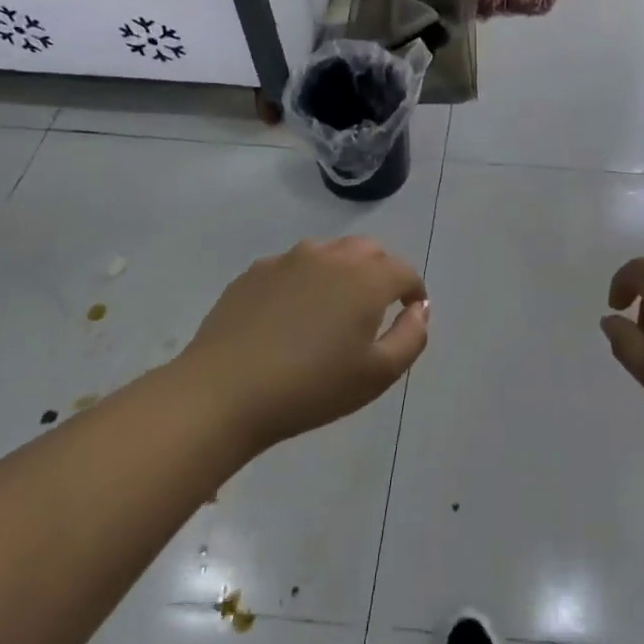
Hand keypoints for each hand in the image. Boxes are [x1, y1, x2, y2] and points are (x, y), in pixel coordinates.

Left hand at [178, 238, 429, 453]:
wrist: (224, 392)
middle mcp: (330, 257)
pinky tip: (291, 315)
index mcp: (366, 279)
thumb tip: (419, 309)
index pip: (403, 271)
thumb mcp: (378, 374)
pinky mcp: (254, 272)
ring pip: (329, 253)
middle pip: (368, 251)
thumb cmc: (311, 387)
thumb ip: (411, 336)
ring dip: (343, 272)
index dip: (413, 290)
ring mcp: (288, 260)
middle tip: (376, 307)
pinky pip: (293, 266)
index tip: (410, 312)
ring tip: (332, 309)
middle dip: (381, 271)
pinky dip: (305, 281)